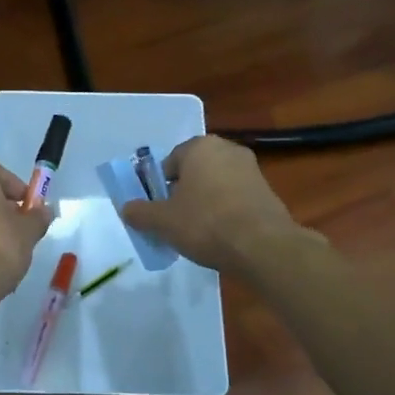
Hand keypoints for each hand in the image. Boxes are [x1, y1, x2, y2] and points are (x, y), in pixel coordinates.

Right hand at [119, 135, 308, 273]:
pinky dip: (225, 212)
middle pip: (194, 172)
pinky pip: (235, 198)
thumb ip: (140, 212)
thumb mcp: (162, 221)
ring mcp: (251, 169)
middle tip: (174, 221)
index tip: (157, 211)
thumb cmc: (205, 224)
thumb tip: (127, 209)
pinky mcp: (267, 191)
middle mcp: (228, 150)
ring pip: (216, 185)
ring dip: (205, 203)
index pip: (169, 163)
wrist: (262, 246)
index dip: (159, 187)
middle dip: (183, 194)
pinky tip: (221, 236)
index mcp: (200, 147)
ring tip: (198, 232)